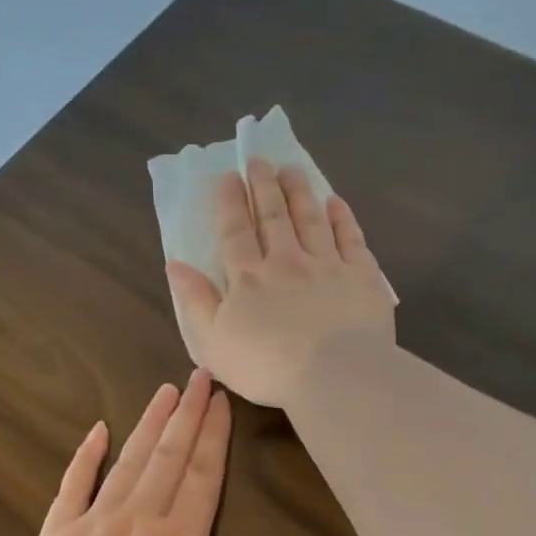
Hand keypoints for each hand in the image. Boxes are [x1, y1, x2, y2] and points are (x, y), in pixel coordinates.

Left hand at [15, 370, 329, 535]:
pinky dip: (86, 455)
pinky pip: (73, 485)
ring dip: (148, 424)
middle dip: (185, 414)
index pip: (203, 472)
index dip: (213, 432)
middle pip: (168, 455)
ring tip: (163, 391)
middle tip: (197, 376)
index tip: (219, 398)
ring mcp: (94, 523)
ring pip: (127, 461)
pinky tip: (99, 429)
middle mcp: (139, 518)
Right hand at [165, 159, 395, 408]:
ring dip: (299, 192)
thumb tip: (174, 265)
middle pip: (274, 217)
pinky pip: (351, 239)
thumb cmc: (267, 367)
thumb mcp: (213, 343)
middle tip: (260, 160)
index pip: (236, 233)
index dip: (230, 203)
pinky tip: (335, 203)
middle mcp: (287, 262)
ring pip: (311, 219)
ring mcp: (327, 266)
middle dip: (264, 186)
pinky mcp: (361, 277)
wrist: (335, 375)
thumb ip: (195, 301)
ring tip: (292, 169)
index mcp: (249, 279)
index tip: (228, 176)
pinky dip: (342, 219)